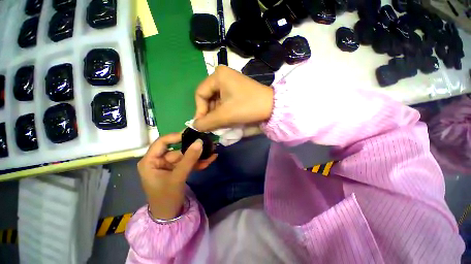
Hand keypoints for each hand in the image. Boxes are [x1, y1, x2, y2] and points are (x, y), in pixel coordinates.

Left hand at [137, 133, 216, 219]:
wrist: (169, 216)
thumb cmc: (166, 198)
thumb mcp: (177, 177)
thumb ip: (189, 159)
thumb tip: (199, 142)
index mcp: (151, 161)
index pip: (162, 142)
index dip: (176, 136)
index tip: (192, 134)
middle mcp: (159, 161)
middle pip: (178, 149)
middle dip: (194, 148)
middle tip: (208, 143)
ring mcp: (170, 165)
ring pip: (186, 156)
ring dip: (199, 156)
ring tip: (213, 151)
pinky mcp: (178, 170)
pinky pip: (189, 163)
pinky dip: (199, 162)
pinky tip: (210, 159)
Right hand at [193, 66, 273, 131]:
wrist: (272, 106)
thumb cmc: (247, 106)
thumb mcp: (225, 115)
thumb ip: (207, 122)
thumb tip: (194, 126)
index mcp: (218, 76)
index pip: (200, 93)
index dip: (199, 110)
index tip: (203, 124)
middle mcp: (223, 76)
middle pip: (208, 97)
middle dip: (209, 113)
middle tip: (212, 125)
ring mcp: (231, 82)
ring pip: (216, 100)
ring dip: (216, 114)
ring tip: (220, 123)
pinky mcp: (237, 90)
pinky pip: (224, 101)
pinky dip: (223, 111)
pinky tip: (227, 118)